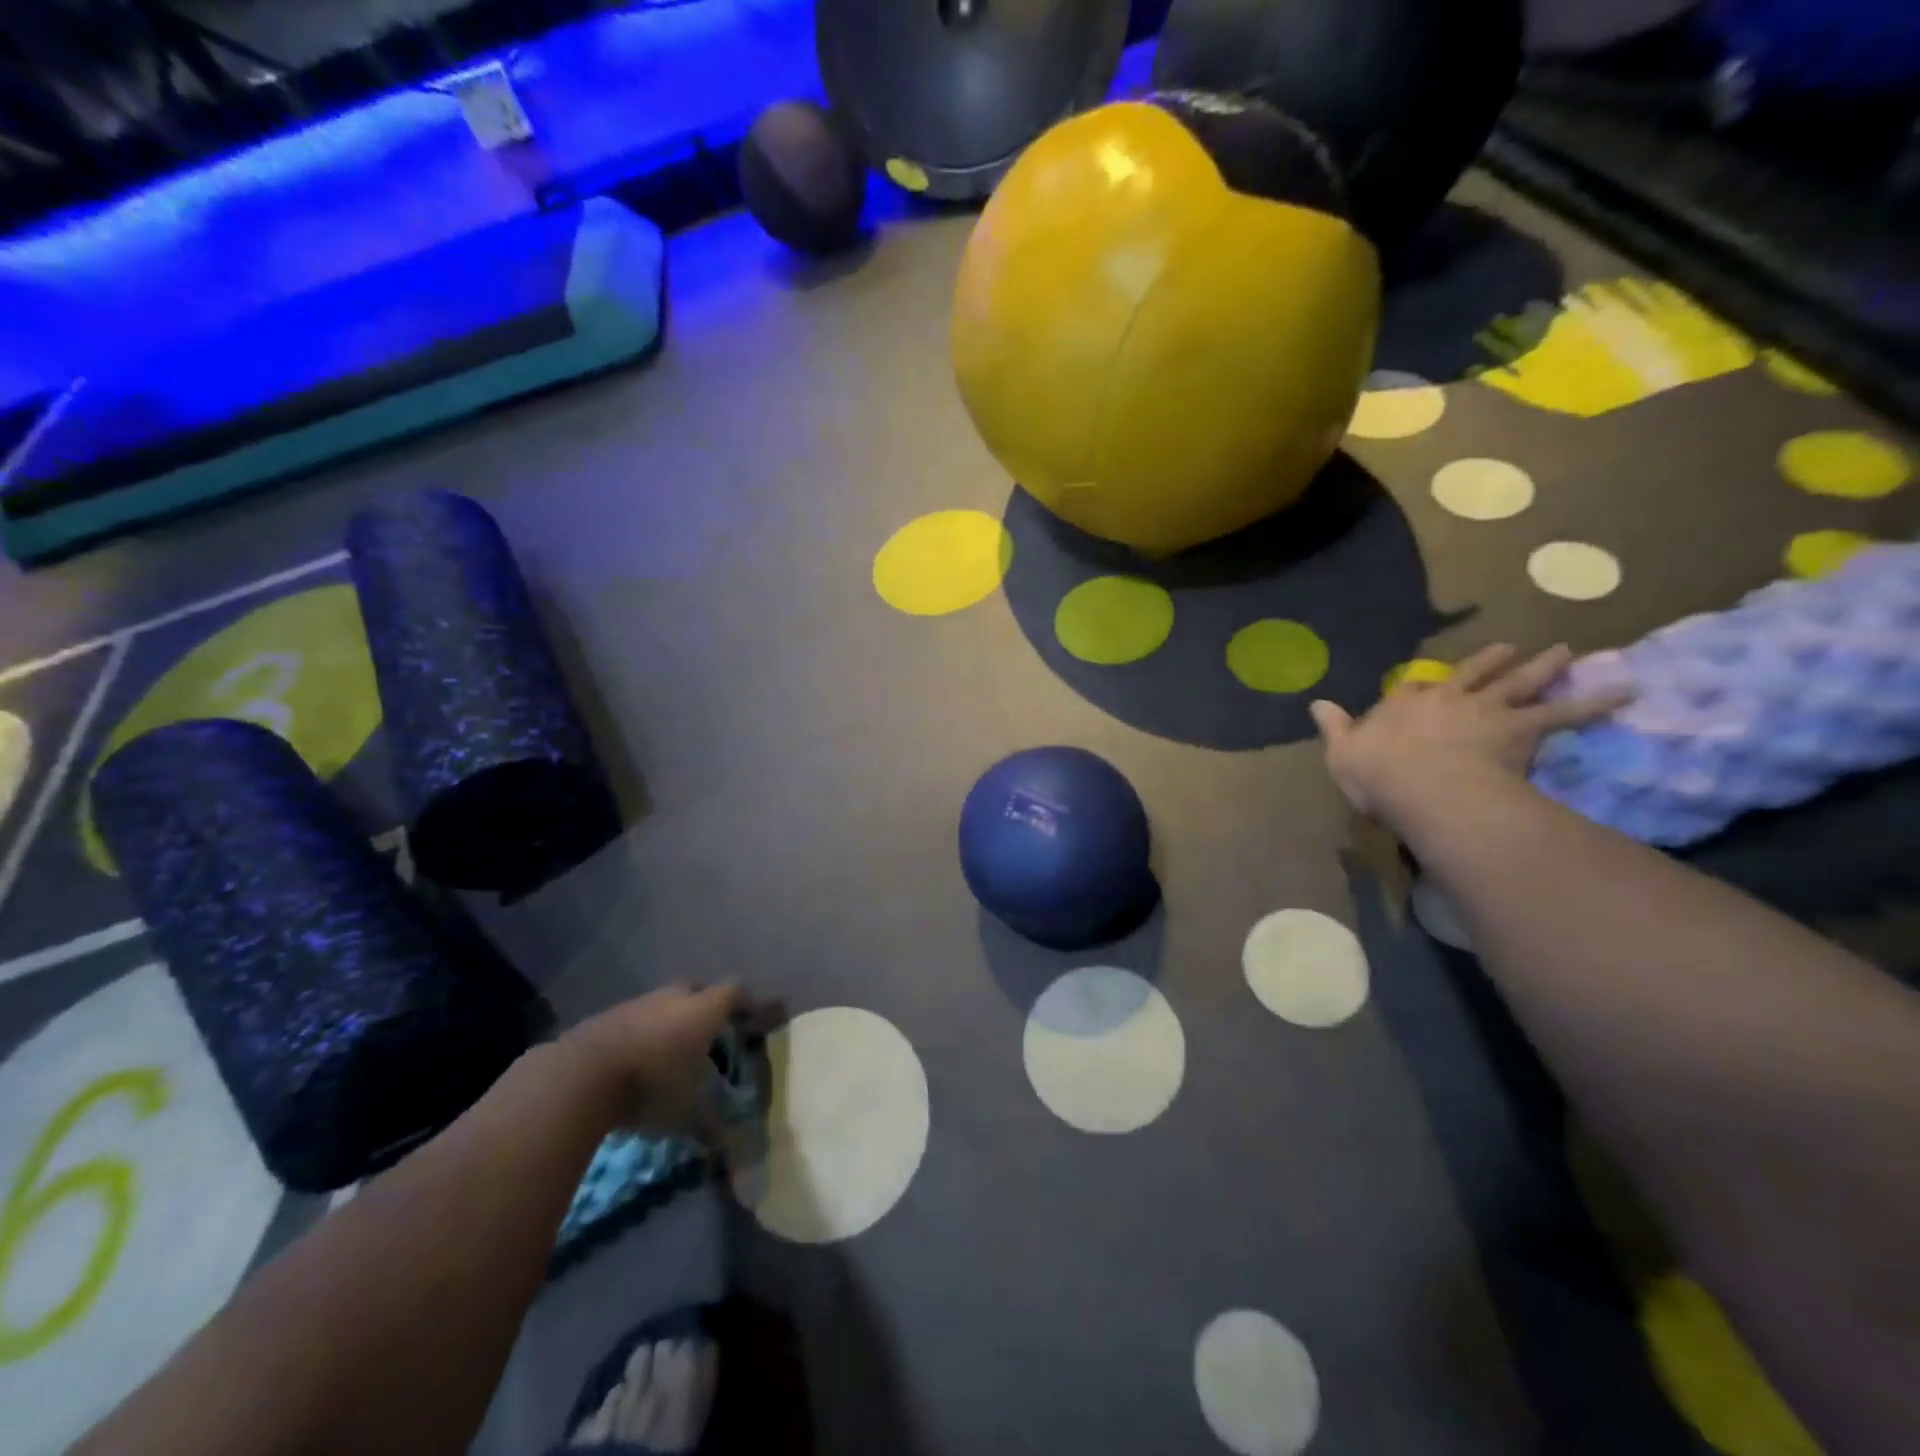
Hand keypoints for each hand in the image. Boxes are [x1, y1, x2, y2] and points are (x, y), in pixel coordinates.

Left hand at [563, 984, 774, 1138]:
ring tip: (671, 1052)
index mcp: (705, 1009)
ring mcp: (638, 1003)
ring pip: (664, 1004)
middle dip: (707, 1008)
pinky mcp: (606, 1017)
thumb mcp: (689, 1113)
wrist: (581, 1076)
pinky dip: (641, 1035)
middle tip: (712, 1034)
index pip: (737, 993)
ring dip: (670, 1021)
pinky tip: (636, 1061)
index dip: (748, 1005)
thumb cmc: (652, 1085)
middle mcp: (675, 997)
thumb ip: (713, 1126)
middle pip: (699, 991)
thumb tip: (730, 1147)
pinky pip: (635, 1020)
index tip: (754, 1020)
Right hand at [1309, 644, 1632, 823]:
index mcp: (1402, 704)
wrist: (1425, 786)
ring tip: (1565, 653)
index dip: (1426, 683)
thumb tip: (1316, 704)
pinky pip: (1564, 712)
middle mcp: (1446, 697)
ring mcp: (1486, 709)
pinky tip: (1626, 691)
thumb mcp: (1341, 752)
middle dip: (1492, 660)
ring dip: (1542, 666)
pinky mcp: (1520, 728)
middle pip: (1473, 673)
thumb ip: (1333, 727)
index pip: (1415, 685)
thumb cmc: (1377, 774)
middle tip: (1512, 648)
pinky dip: (1596, 701)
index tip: (1433, 681)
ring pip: (1519, 682)